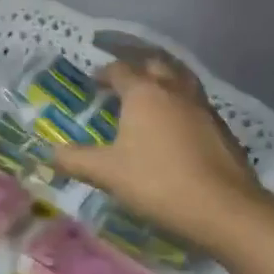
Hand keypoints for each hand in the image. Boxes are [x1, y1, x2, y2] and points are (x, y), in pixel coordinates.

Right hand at [51, 53, 266, 252]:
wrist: (224, 208)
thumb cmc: (158, 182)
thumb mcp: (107, 173)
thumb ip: (75, 159)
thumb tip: (49, 153)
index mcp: (144, 93)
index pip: (120, 70)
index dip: (104, 73)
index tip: (93, 83)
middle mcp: (175, 91)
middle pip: (155, 64)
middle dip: (137, 67)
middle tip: (123, 81)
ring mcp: (203, 107)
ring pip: (181, 80)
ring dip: (164, 81)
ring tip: (152, 97)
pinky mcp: (222, 129)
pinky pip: (196, 104)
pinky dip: (182, 105)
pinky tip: (176, 126)